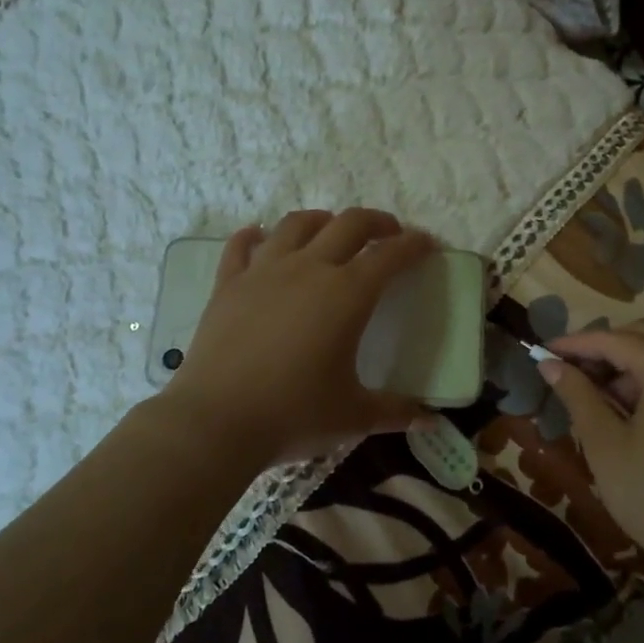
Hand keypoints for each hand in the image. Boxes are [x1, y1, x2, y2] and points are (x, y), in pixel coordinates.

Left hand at [164, 209, 436, 464]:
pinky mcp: (228, 284)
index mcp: (347, 294)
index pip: (390, 255)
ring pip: (297, 224)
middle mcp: (309, 269)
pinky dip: (255, 236)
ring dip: (322, 220)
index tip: (426, 243)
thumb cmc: (293, 415)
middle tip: (388, 233)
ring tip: (331, 231)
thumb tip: (428, 421)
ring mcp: (264, 271)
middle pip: (349, 224)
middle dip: (376, 222)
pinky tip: (260, 238)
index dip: (413, 245)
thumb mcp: (353, 416)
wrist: (215, 422)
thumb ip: (394, 412)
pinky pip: (242, 245)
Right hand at [541, 321, 643, 596]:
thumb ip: (577, 395)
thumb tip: (549, 364)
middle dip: (605, 348)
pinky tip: (635, 411)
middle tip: (571, 371)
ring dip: (632, 364)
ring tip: (600, 395)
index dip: (575, 344)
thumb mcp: (605, 444)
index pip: (614, 340)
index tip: (543, 351)